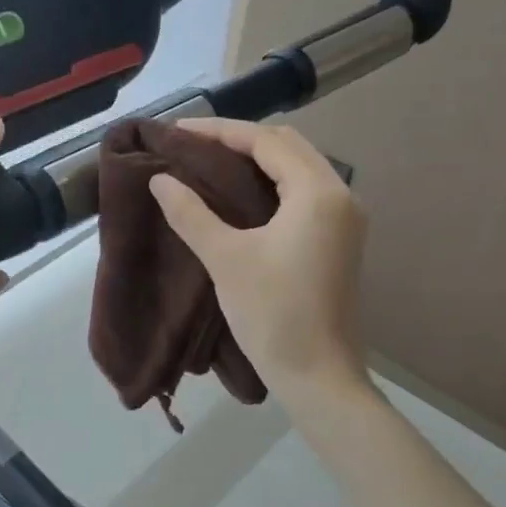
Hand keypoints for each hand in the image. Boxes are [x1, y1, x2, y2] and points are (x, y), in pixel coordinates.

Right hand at [149, 118, 369, 401]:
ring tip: (212, 163)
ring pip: (299, 169)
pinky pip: (304, 193)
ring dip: (258, 160)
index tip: (178, 131)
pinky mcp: (340, 241)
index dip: (220, 132)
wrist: (318, 375)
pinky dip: (273, 183)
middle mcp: (340, 196)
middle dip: (240, 140)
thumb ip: (191, 213)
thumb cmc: (272, 314)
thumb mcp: (225, 259)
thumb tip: (160, 180)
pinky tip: (242, 194)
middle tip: (194, 145)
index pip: (266, 142)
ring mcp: (345, 220)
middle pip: (288, 147)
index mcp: (318, 193)